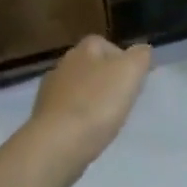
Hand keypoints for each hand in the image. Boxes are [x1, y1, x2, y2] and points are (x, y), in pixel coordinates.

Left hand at [23, 35, 152, 186]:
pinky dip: (79, 116)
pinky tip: (89, 130)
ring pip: (77, 88)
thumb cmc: (98, 104)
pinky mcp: (43, 117)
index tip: (134, 78)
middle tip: (124, 98)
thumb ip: (139, 57)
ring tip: (108, 117)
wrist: (58, 142)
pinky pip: (67, 111)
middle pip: (89, 66)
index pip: (104, 44)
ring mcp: (49, 92)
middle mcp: (63, 65)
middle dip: (105, 78)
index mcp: (83, 50)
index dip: (121, 58)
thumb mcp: (129, 73)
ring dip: (91, 98)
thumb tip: (142, 50)